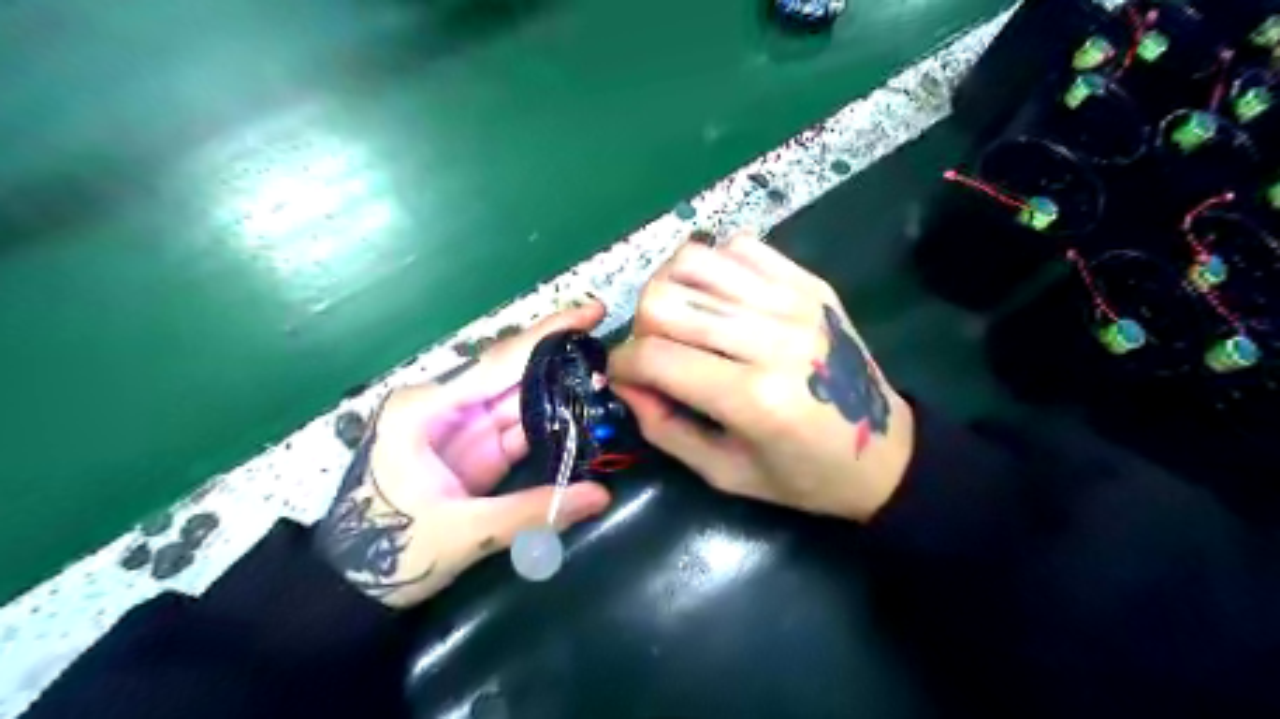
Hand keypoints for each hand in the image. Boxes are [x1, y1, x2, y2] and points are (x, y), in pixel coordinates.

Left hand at [312, 303, 607, 605]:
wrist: (352, 586)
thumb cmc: (389, 553)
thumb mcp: (462, 533)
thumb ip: (532, 512)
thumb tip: (601, 495)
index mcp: (426, 408)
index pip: (499, 362)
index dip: (548, 335)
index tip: (591, 312)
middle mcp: (445, 405)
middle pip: (512, 370)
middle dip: (560, 353)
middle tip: (607, 338)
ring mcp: (463, 426)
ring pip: (521, 396)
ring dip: (561, 386)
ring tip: (607, 371)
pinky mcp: (477, 448)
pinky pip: (521, 424)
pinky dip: (553, 418)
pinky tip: (583, 409)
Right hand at [605, 231, 909, 523]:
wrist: (885, 450)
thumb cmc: (803, 475)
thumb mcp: (724, 473)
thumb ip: (663, 427)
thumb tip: (623, 381)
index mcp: (753, 398)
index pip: (654, 357)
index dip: (622, 365)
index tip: (623, 376)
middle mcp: (772, 338)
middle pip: (665, 298)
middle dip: (641, 328)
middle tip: (655, 352)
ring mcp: (793, 301)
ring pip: (693, 260)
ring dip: (669, 288)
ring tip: (682, 320)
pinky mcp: (808, 282)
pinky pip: (737, 246)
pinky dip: (712, 267)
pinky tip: (718, 299)